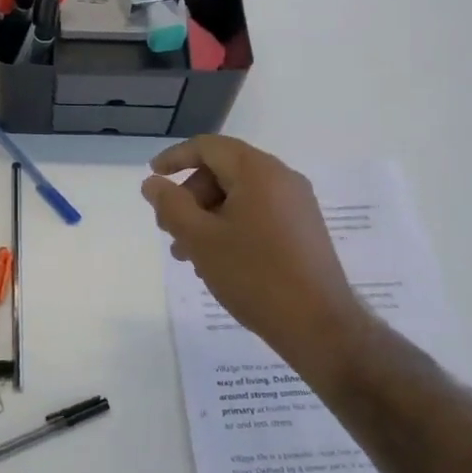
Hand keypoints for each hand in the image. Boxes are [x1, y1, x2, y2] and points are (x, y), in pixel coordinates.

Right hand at [142, 135, 377, 382]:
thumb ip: (170, 205)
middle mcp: (282, 179)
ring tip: (187, 254)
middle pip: (223, 171)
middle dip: (190, 197)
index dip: (175, 158)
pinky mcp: (303, 230)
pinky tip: (217, 261)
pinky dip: (231, 226)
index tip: (152, 177)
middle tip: (169, 230)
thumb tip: (152, 182)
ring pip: (239, 196)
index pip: (209, 147)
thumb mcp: (200, 239)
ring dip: (207, 217)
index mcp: (258, 171)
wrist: (319, 325)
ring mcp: (297, 205)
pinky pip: (258, 214)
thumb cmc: (254, 275)